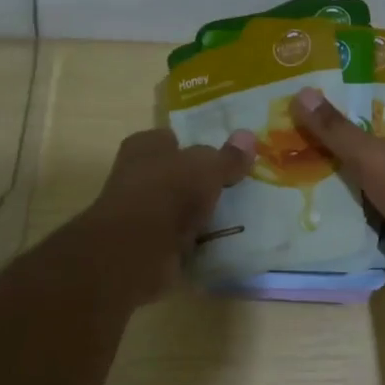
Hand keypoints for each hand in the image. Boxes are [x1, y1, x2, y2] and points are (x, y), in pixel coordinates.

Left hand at [80, 127, 255, 303]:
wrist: (138, 248)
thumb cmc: (169, 192)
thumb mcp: (208, 168)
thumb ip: (228, 157)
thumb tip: (248, 136)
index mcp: (144, 146)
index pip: (171, 139)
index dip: (195, 147)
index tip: (222, 160)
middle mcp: (136, 174)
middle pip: (174, 174)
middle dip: (197, 182)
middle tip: (233, 189)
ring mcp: (138, 212)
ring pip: (175, 207)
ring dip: (196, 214)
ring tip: (232, 217)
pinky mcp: (145, 244)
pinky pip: (176, 237)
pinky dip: (192, 240)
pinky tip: (216, 243)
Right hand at [291, 88, 384, 286]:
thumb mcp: (372, 156)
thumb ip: (337, 130)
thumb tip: (301, 93)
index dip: (360, 131)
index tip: (327, 140)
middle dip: (358, 168)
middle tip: (318, 172)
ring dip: (365, 199)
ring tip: (324, 201)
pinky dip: (376, 224)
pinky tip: (348, 228)